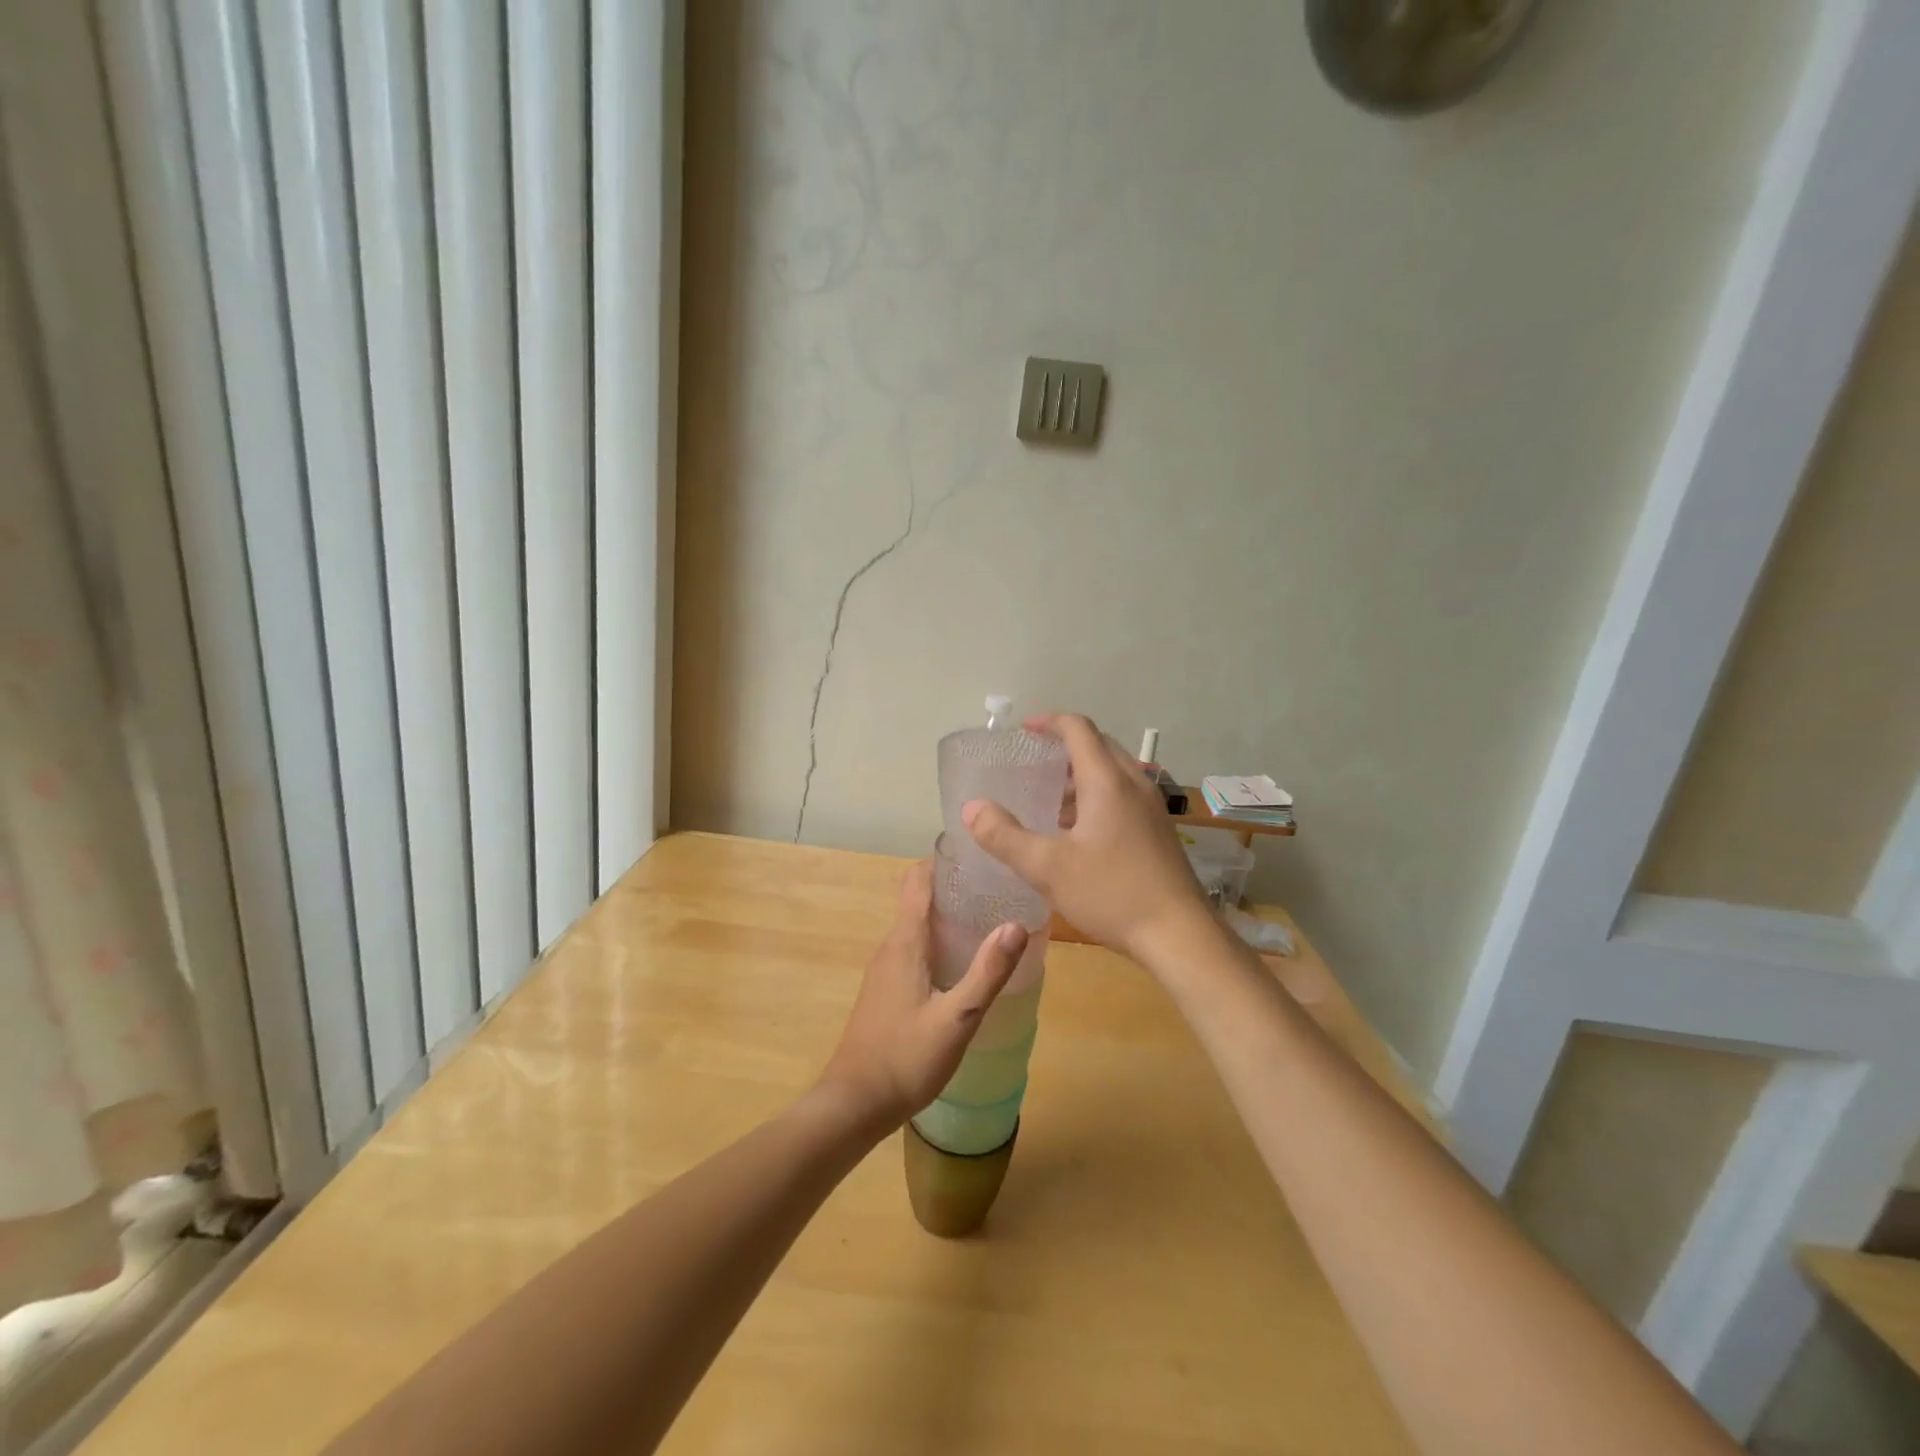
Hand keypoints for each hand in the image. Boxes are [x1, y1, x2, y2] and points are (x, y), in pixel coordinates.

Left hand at [817, 860, 1028, 1132]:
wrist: (854, 1103)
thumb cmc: (905, 1058)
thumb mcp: (957, 1018)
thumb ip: (987, 972)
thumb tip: (1017, 924)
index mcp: (905, 941)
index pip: (919, 879)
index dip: (945, 860)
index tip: (980, 852)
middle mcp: (891, 946)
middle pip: (919, 897)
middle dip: (954, 885)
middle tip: (997, 885)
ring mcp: (885, 968)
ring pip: (917, 923)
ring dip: (947, 913)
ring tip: (989, 916)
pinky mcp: (886, 988)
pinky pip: (913, 946)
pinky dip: (938, 938)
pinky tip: (963, 959)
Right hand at [962, 712, 1209, 964]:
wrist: (1180, 935)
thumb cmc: (1112, 893)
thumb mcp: (1047, 868)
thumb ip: (1005, 836)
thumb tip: (972, 808)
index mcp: (1107, 781)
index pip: (1078, 729)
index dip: (1049, 722)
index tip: (1023, 730)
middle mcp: (1134, 784)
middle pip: (1099, 746)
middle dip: (1065, 748)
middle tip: (1033, 764)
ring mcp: (1152, 808)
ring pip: (1113, 773)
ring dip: (1081, 776)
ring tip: (1049, 802)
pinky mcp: (1159, 831)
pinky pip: (1124, 796)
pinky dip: (1097, 797)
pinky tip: (1078, 833)